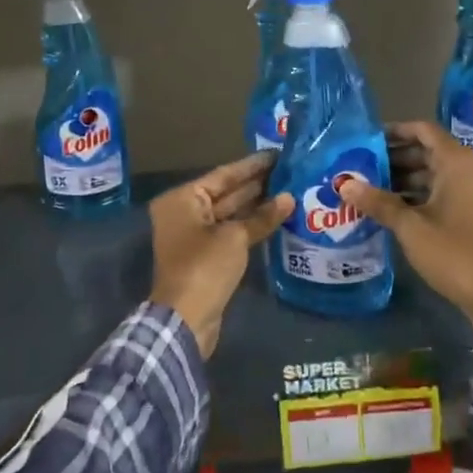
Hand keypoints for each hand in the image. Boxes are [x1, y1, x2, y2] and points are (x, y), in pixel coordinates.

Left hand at [148, 152, 293, 357]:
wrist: (186, 318)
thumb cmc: (204, 267)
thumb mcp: (235, 238)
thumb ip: (262, 216)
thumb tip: (289, 198)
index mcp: (182, 199)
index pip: (223, 175)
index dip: (252, 165)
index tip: (277, 154)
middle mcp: (183, 212)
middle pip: (225, 192)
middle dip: (256, 184)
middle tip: (289, 171)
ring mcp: (193, 235)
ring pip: (229, 213)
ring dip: (256, 205)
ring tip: (289, 190)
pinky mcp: (205, 256)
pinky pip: (230, 232)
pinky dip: (250, 225)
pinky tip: (276, 216)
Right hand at [340, 122, 472, 333]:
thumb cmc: (454, 252)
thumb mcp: (410, 226)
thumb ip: (378, 202)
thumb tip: (344, 184)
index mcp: (457, 163)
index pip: (424, 131)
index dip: (396, 131)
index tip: (368, 139)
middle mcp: (467, 171)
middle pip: (427, 151)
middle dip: (394, 156)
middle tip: (361, 165)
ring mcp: (472, 194)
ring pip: (433, 174)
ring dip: (403, 177)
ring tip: (369, 187)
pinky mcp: (472, 214)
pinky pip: (440, 192)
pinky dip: (416, 195)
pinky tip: (390, 208)